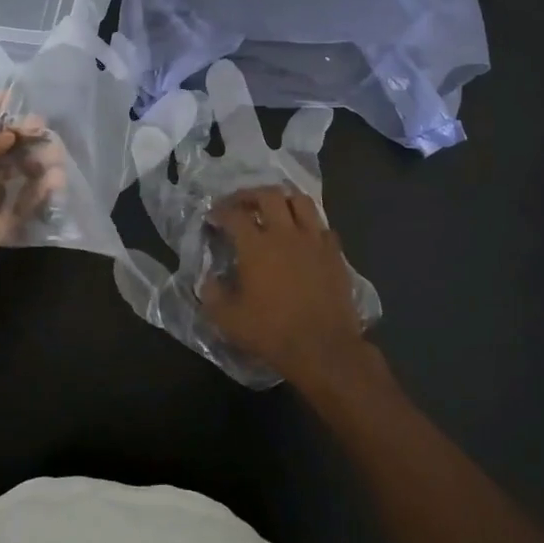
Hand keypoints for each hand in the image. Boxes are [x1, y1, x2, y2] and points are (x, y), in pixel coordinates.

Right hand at [201, 185, 374, 392]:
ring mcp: (314, 240)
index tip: (213, 217)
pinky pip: (322, 226)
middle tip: (241, 204)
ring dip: (283, 200)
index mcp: (255, 246)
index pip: (234, 214)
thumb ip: (212, 294)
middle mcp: (285, 234)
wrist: (323, 348)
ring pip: (301, 201)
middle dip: (250, 195)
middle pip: (269, 195)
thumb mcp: (228, 320)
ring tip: (274, 209)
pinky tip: (303, 235)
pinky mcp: (335, 253)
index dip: (219, 211)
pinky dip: (309, 224)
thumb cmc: (272, 332)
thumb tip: (208, 279)